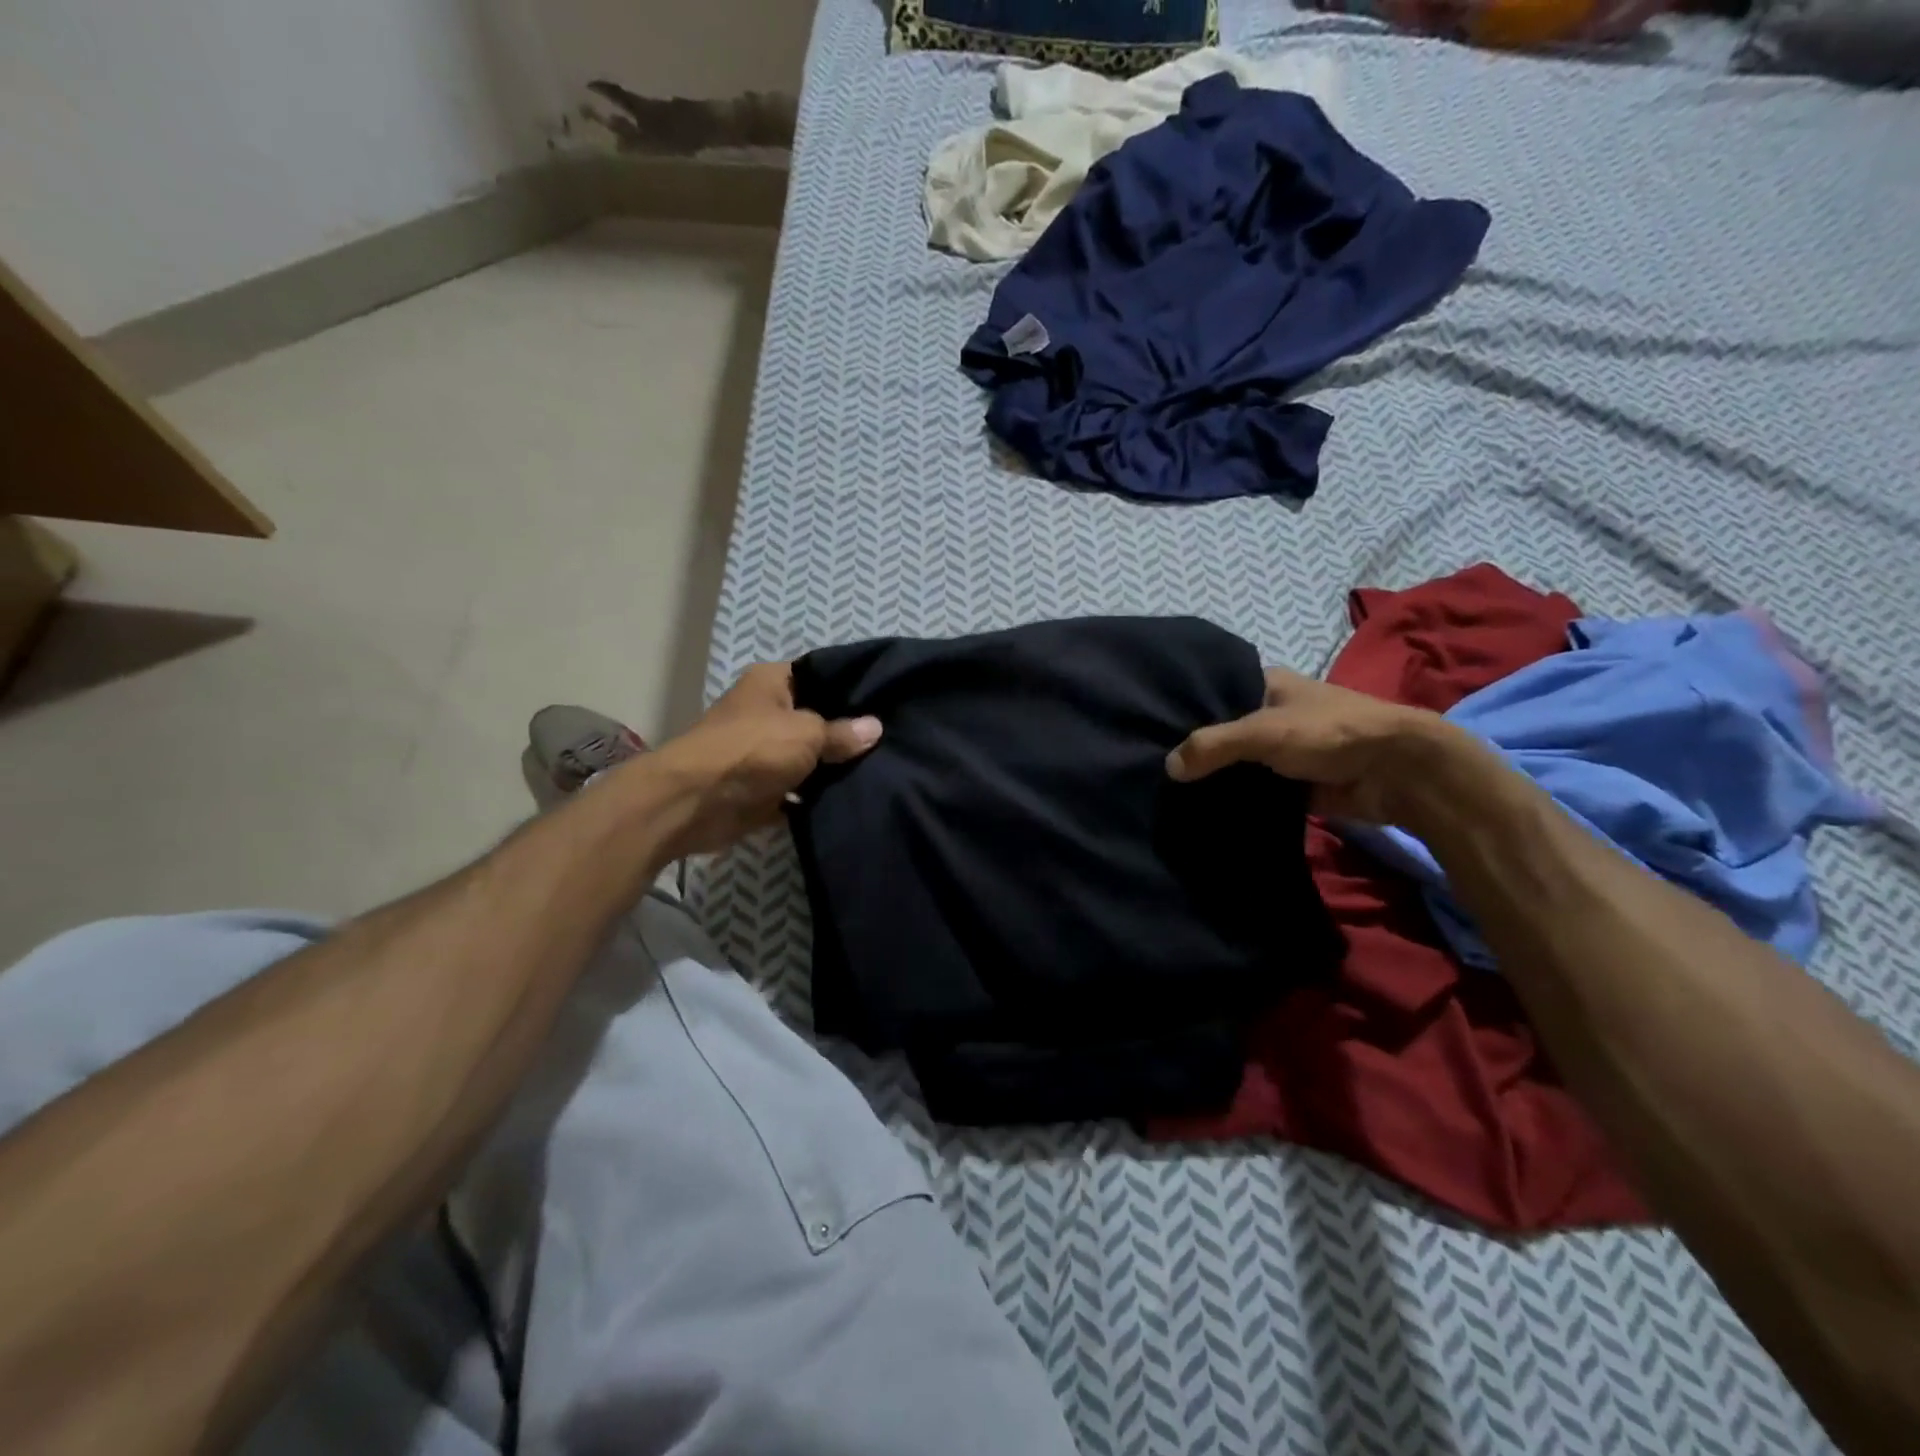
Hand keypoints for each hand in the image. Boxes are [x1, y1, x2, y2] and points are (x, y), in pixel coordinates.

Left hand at [647, 662, 880, 856]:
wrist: (695, 803)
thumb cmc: (751, 750)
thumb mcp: (806, 733)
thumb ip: (842, 732)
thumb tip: (875, 728)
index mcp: (772, 683)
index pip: (821, 674)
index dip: (852, 685)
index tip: (889, 698)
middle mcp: (768, 713)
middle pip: (819, 718)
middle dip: (850, 731)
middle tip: (895, 737)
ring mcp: (765, 753)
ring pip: (812, 758)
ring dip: (836, 768)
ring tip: (885, 769)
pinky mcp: (765, 789)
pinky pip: (801, 792)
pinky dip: (820, 798)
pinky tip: (857, 798)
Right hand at [1165, 667, 1452, 823]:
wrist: (1397, 772)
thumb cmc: (1330, 732)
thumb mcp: (1263, 732)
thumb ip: (1213, 746)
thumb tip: (1168, 767)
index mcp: (1267, 684)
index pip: (1214, 691)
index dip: (1185, 708)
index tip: (1150, 727)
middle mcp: (1273, 713)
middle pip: (1223, 731)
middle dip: (1195, 749)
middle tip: (1151, 765)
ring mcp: (1283, 751)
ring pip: (1237, 764)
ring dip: (1214, 778)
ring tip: (1167, 792)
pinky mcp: (1293, 783)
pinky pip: (1254, 791)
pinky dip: (1235, 799)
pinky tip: (1202, 810)